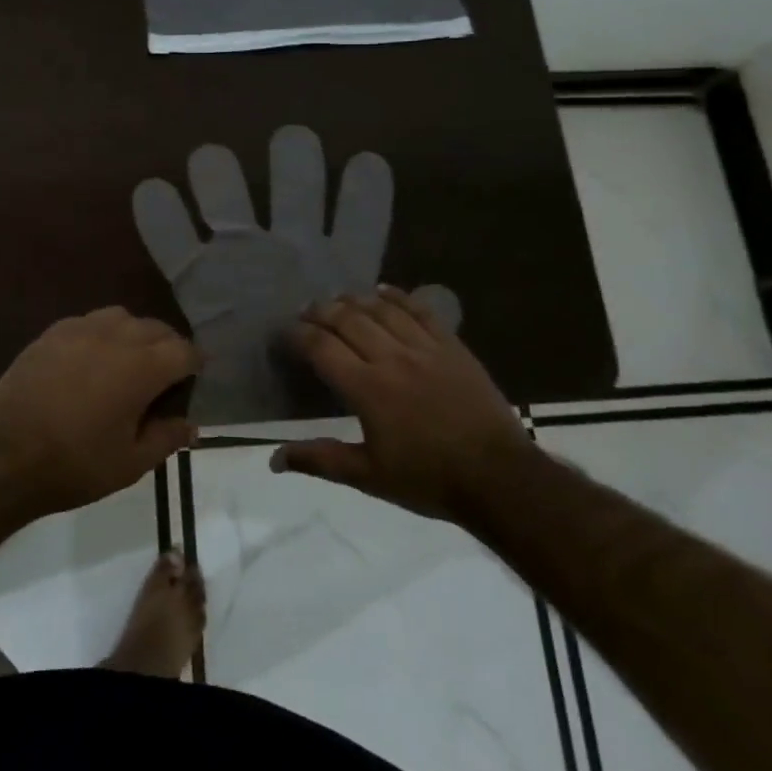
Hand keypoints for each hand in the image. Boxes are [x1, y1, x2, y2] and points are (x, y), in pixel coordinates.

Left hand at [0, 307, 199, 518]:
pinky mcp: (50, 334)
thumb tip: (191, 425)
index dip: (195, 365)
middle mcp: (115, 337)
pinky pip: (87, 321)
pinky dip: (100, 334)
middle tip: (163, 377)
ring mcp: (79, 330)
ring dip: (134, 334)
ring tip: (127, 361)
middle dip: (168, 347)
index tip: (192, 380)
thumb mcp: (130, 464)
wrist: (3, 457)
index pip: (184, 351)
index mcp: (142, 368)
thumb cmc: (74, 464)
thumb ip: (167, 438)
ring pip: (121, 317)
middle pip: (156, 328)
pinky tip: (91, 359)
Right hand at [272, 286, 527, 521]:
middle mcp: (391, 358)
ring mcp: (425, 348)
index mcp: (367, 389)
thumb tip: (273, 458)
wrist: (498, 477)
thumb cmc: (428, 479)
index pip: (322, 348)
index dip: (298, 335)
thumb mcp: (368, 477)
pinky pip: (420, 311)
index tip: (285, 332)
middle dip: (321, 311)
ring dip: (354, 300)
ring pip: (381, 310)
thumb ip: (320, 460)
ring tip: (338, 300)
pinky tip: (384, 291)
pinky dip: (398, 297)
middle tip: (307, 311)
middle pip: (347, 320)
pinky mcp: (451, 346)